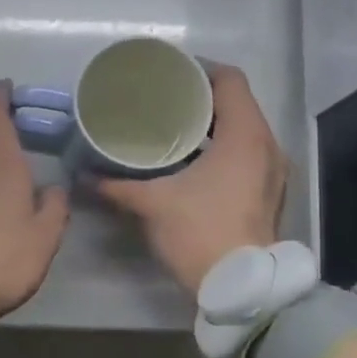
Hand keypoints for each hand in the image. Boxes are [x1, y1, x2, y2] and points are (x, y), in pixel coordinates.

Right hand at [97, 63, 288, 294]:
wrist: (241, 286)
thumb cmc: (200, 232)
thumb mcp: (153, 204)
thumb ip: (117, 186)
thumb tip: (83, 175)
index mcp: (245, 135)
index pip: (229, 80)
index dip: (200, 70)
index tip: (170, 74)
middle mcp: (267, 145)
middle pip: (238, 104)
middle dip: (202, 100)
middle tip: (165, 101)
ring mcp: (273, 171)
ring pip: (244, 131)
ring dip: (214, 127)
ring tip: (176, 130)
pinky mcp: (270, 193)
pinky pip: (248, 155)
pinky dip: (224, 150)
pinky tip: (194, 163)